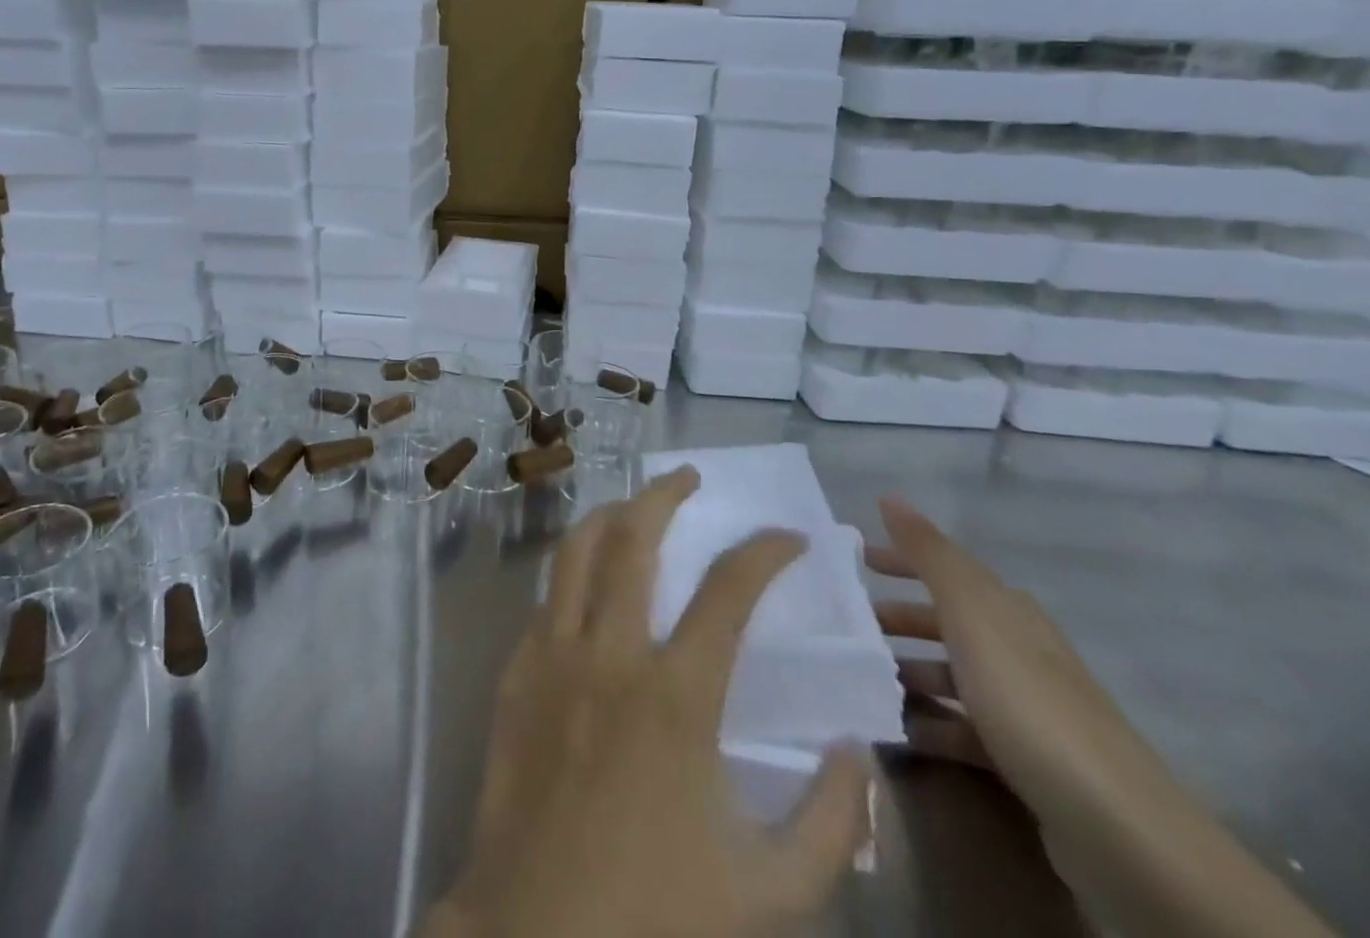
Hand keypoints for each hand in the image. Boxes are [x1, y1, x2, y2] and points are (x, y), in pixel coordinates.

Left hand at [423, 467, 871, 937]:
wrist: (535, 937)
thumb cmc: (657, 919)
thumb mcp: (773, 891)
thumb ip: (831, 820)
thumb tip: (854, 750)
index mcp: (676, 696)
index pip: (728, 591)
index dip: (764, 552)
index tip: (789, 538)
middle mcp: (609, 653)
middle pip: (633, 538)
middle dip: (664, 494)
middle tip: (687, 477)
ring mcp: (552, 654)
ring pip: (576, 550)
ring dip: (608, 516)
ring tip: (632, 506)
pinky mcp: (514, 670)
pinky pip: (546, 600)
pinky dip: (572, 576)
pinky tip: (588, 587)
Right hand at [868, 497, 1336, 937]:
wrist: (1119, 830)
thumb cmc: (1030, 703)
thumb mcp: (972, 615)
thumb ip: (930, 555)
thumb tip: (891, 496)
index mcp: (1008, 612)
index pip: (946, 569)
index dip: (902, 559)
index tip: (857, 560)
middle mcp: (1019, 651)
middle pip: (947, 623)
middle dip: (897, 618)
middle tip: (847, 623)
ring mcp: (1026, 709)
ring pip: (952, 675)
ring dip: (908, 672)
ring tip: (862, 677)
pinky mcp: (1026, 760)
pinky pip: (962, 727)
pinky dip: (928, 722)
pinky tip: (897, 730)